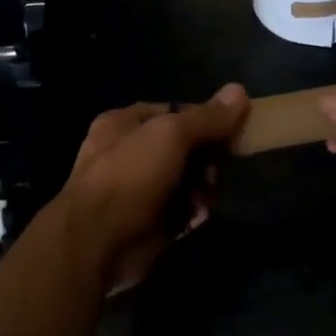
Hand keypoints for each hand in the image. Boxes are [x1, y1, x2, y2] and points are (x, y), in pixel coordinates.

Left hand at [55, 84, 250, 292]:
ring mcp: (138, 190)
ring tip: (206, 197)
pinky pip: (181, 209)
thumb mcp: (170, 135)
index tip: (233, 131)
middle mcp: (129, 153)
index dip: (206, 119)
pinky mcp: (148, 222)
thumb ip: (207, 117)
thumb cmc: (130, 178)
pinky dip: (193, 211)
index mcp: (125, 124)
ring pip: (186, 180)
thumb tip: (239, 90)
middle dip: (207, 158)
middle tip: (218, 170)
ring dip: (203, 187)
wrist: (96, 245)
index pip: (176, 112)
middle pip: (185, 147)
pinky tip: (198, 216)